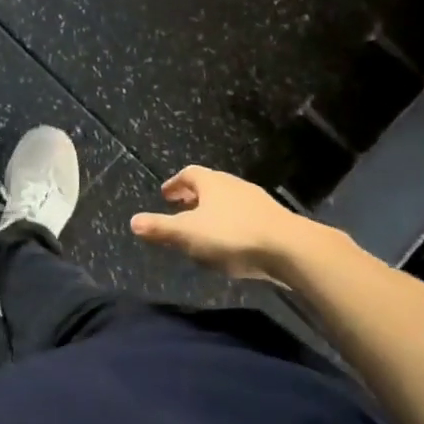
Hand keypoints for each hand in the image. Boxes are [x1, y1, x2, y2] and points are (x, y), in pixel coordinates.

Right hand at [130, 165, 300, 280]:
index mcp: (212, 182)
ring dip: (213, 211)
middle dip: (193, 197)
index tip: (165, 195)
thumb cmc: (232, 235)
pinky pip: (245, 217)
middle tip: (181, 209)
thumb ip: (160, 228)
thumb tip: (133, 221)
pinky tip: (230, 244)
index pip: (189, 174)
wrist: (290, 249)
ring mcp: (257, 202)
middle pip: (210, 186)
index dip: (175, 183)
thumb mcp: (188, 234)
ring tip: (204, 229)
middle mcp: (234, 185)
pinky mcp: (274, 221)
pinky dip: (231, 224)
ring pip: (228, 201)